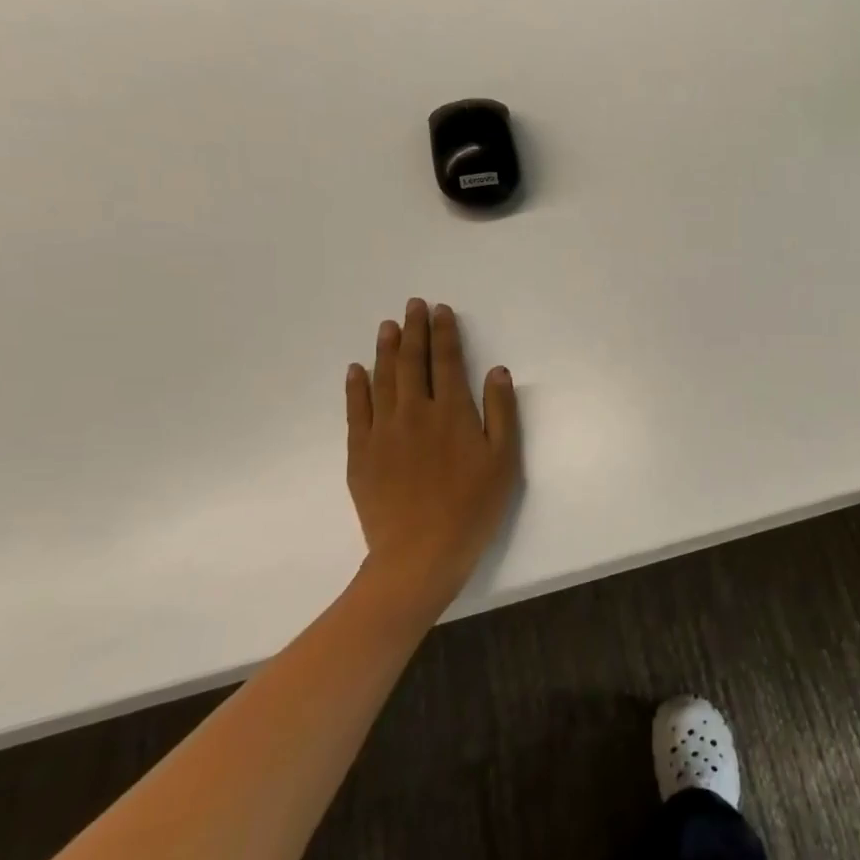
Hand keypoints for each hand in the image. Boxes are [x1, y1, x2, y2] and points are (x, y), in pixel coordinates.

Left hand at [344, 299, 520, 620]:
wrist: (420, 554)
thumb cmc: (472, 507)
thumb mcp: (504, 460)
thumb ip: (501, 412)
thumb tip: (497, 371)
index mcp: (452, 412)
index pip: (446, 361)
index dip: (444, 333)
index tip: (441, 310)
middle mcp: (414, 412)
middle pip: (412, 362)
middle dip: (414, 330)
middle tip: (412, 305)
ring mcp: (382, 431)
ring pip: (382, 379)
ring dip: (385, 349)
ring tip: (387, 326)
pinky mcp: (360, 453)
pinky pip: (356, 410)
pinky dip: (356, 386)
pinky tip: (357, 369)